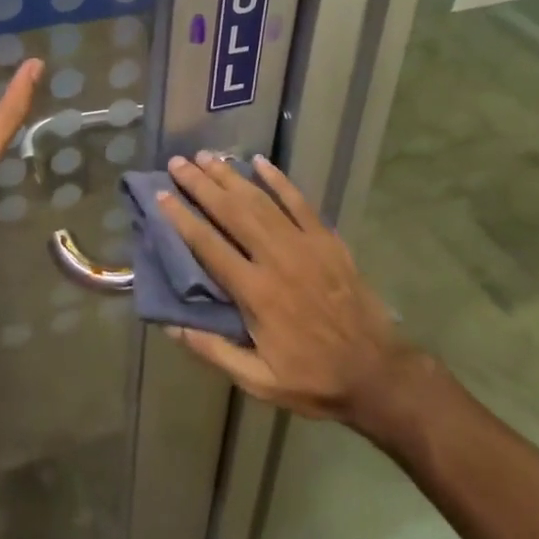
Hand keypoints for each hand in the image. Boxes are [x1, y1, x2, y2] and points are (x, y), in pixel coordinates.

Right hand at [157, 152, 413, 427]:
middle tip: (178, 163)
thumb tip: (171, 326)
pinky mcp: (327, 240)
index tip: (161, 196)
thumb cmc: (313, 379)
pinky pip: (299, 202)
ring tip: (207, 157)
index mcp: (256, 293)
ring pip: (261, 201)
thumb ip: (214, 351)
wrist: (377, 373)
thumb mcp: (259, 381)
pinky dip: (279, 179)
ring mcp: (305, 245)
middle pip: (232, 212)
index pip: (209, 246)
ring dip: (231, 176)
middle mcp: (276, 259)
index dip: (182, 218)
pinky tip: (260, 161)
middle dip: (201, 185)